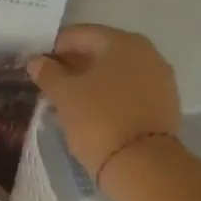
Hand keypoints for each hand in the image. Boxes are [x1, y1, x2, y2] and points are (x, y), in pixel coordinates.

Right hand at [27, 25, 181, 177]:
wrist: (143, 166)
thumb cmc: (98, 119)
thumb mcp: (63, 94)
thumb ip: (47, 72)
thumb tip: (37, 61)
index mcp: (121, 42)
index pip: (79, 35)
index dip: (53, 47)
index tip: (36, 64)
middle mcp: (146, 53)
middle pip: (100, 52)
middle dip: (73, 64)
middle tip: (49, 82)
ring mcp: (159, 80)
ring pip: (115, 73)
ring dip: (91, 81)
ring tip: (66, 99)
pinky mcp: (164, 105)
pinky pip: (128, 91)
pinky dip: (108, 96)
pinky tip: (90, 111)